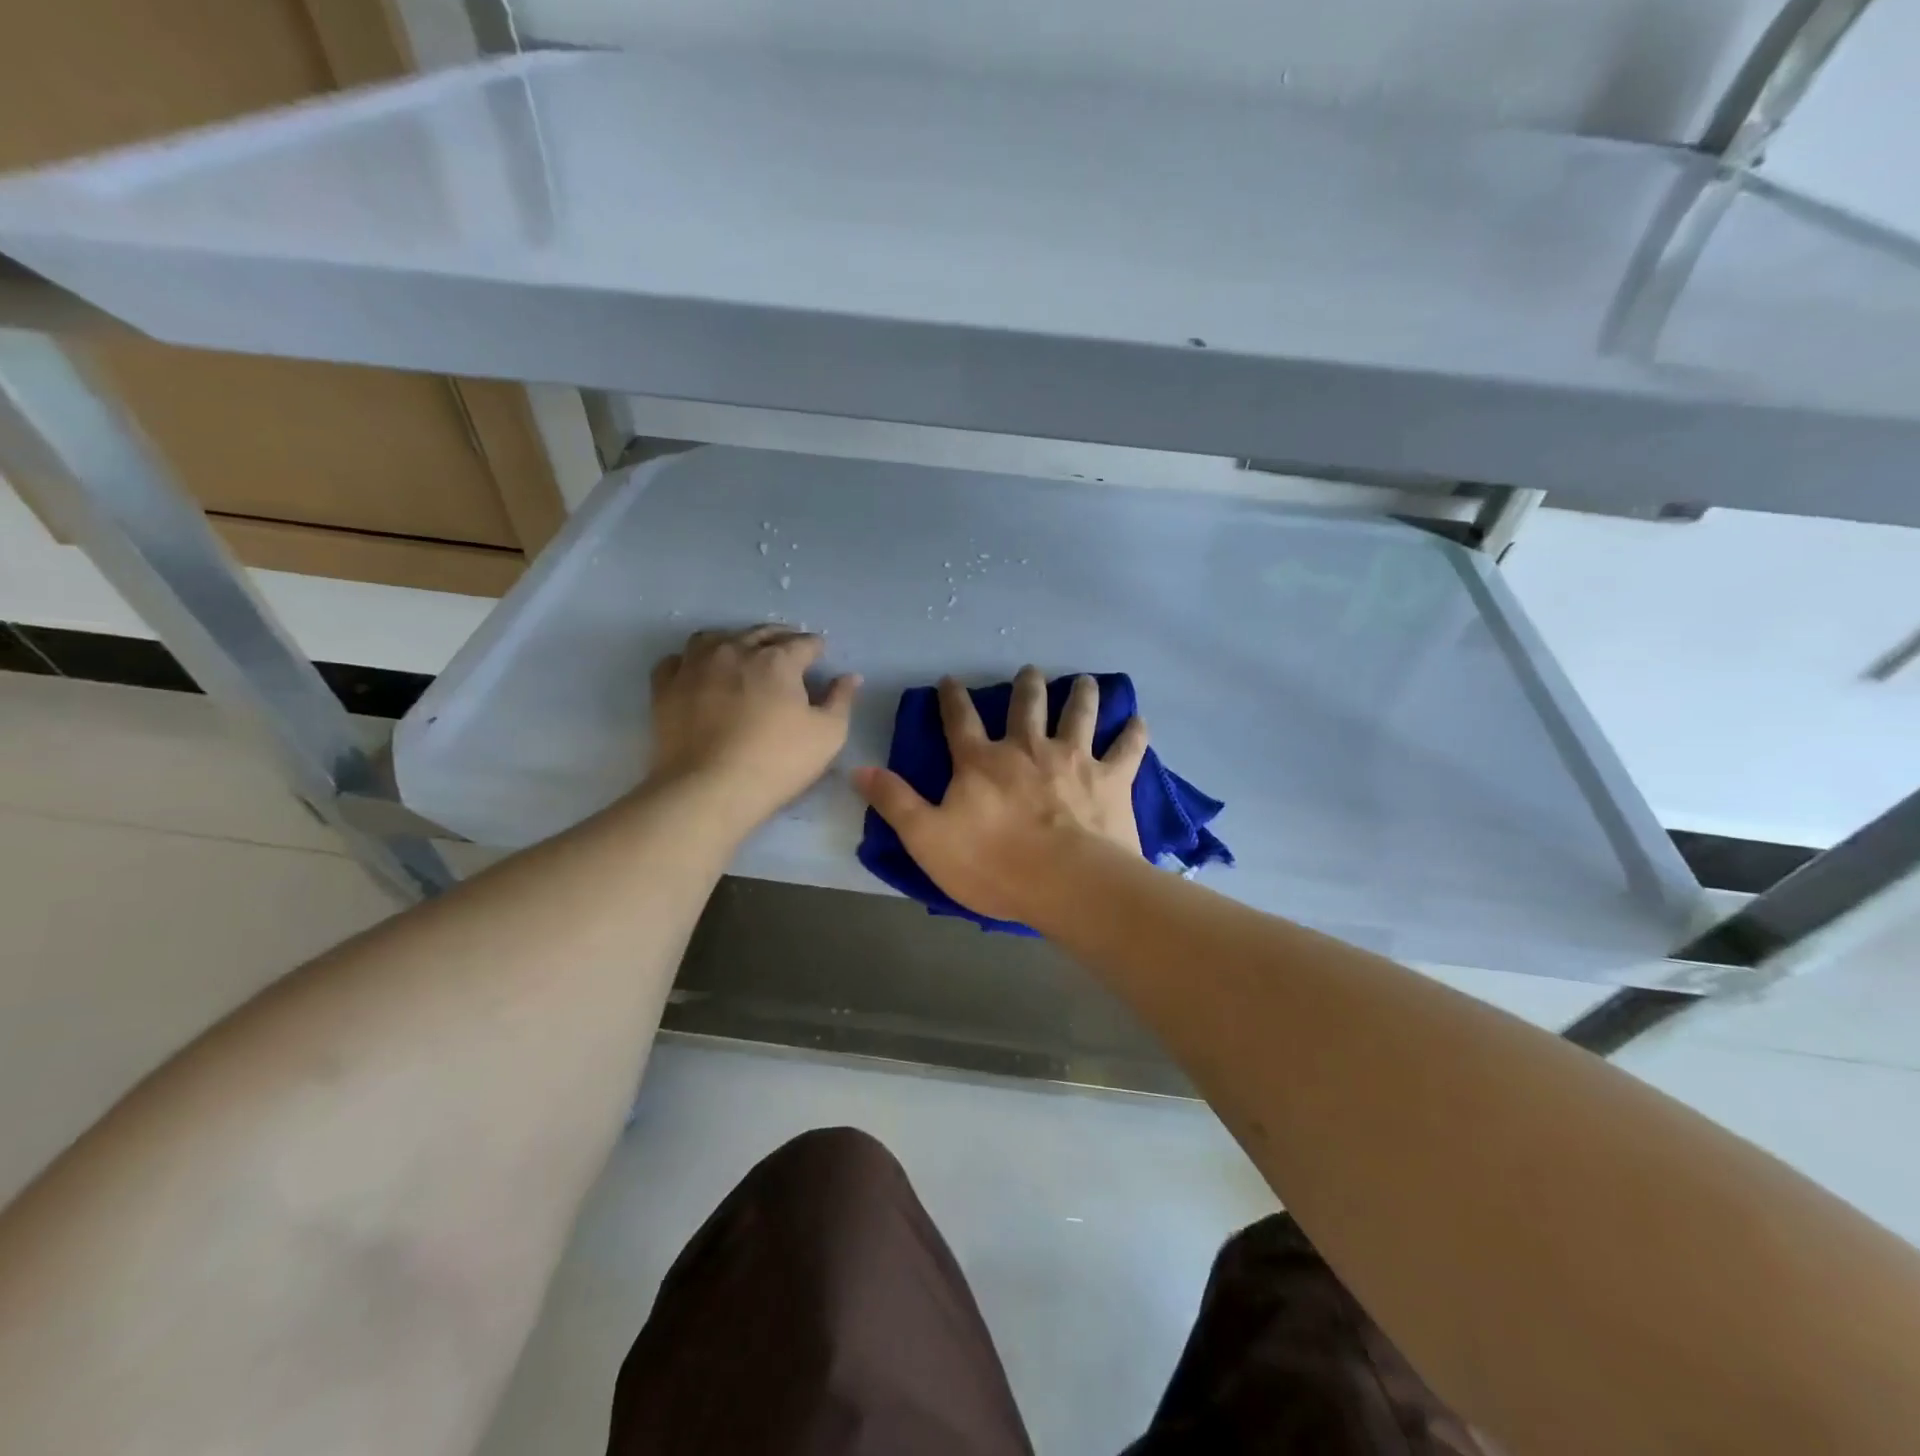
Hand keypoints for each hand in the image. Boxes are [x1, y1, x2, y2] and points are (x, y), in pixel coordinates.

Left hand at [649, 627, 860, 826]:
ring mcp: (695, 665)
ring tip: (742, 655)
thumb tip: (850, 677)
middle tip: (788, 651)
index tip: (820, 655)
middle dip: (780, 638)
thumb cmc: (777, 762)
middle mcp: (735, 650)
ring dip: (734, 641)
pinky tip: (699, 674)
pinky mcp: (665, 686)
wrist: (708, 790)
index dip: (816, 648)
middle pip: (761, 633)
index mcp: (778, 659)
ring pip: (716, 637)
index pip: (804, 643)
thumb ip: (841, 700)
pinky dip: (692, 662)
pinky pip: (678, 660)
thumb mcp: (828, 735)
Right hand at [854, 667, 1148, 923]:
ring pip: (1078, 714)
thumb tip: (858, 769)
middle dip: (1026, 686)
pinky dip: (1133, 732)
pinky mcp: (1111, 778)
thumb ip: (895, 802)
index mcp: (982, 762)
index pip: (959, 721)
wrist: (1067, 883)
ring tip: (1084, 681)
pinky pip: (1127, 748)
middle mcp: (1028, 749)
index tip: (950, 680)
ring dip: (1080, 695)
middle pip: (1026, 706)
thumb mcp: (927, 839)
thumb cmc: (993, 865)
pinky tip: (1139, 720)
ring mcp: (1074, 759)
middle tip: (1029, 672)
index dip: (951, 698)